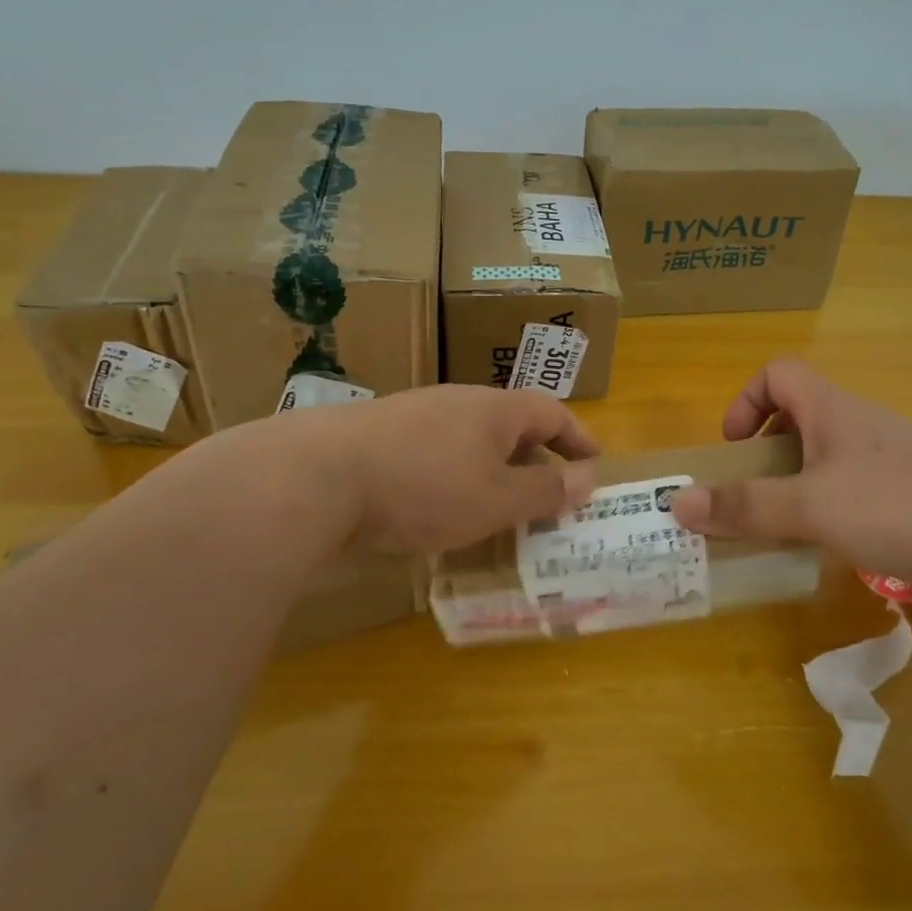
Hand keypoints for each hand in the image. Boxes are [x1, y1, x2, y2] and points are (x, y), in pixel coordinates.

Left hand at [295, 384, 599, 554]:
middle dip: (535, 457)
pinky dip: (455, 476)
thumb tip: (588, 479)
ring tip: (499, 507)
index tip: (594, 464)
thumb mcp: (497, 500)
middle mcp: (458, 401)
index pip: (552, 412)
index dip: (578, 438)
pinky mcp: (380, 435)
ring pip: (470, 439)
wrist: (317, 476)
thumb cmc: (425, 488)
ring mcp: (415, 414)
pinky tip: (440, 509)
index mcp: (495, 409)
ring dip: (493, 469)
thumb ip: (545, 490)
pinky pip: (435, 452)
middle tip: (548, 494)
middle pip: (511, 423)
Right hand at [670, 360, 911, 607]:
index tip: (735, 447)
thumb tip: (678, 503)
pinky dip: (831, 500)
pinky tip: (836, 540)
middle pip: (801, 412)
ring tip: (788, 522)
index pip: (779, 373)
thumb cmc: (894, 508)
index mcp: (833, 409)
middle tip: (754, 491)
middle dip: (768, 448)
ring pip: (829, 450)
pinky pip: (856, 481)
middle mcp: (862, 422)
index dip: (746, 400)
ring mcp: (891, 454)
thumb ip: (744, 506)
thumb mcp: (809, 507)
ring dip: (799, 477)